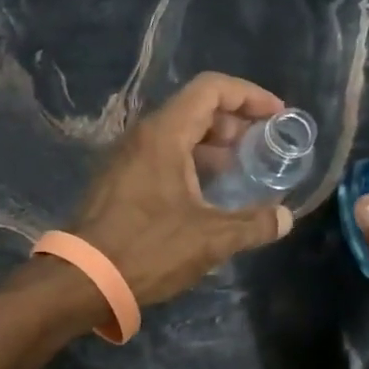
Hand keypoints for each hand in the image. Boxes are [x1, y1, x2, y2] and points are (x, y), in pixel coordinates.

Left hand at [72, 72, 294, 305]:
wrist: (84, 279)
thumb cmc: (148, 249)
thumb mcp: (210, 239)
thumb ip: (253, 224)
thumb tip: (285, 218)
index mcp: (164, 134)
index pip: (211, 89)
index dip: (249, 95)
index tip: (276, 116)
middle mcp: (142, 136)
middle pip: (194, 108)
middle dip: (233, 123)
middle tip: (259, 148)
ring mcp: (125, 158)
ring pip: (176, 134)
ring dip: (211, 146)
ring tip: (238, 172)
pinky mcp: (117, 181)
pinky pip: (160, 156)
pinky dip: (189, 163)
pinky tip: (205, 195)